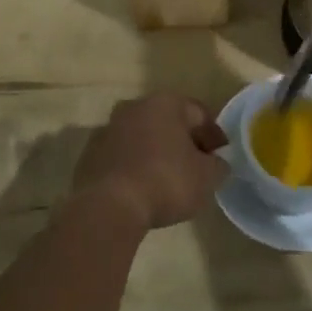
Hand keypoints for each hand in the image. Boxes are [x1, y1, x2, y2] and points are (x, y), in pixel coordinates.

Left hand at [73, 93, 228, 231]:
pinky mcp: (90, 154)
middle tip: (196, 167)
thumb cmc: (166, 182)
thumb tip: (216, 163)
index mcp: (165, 103)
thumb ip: (218, 165)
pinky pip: (122, 156)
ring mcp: (108, 129)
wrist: (108, 207)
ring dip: (157, 152)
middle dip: (184, 141)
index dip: (214, 136)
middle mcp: (135, 107)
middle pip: (169, 122)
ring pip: (142, 137)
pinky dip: (134, 166)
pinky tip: (142, 188)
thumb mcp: (207, 177)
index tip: (221, 158)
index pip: (199, 114)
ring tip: (168, 180)